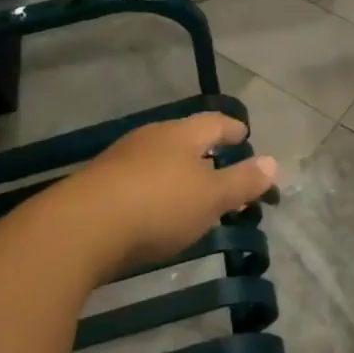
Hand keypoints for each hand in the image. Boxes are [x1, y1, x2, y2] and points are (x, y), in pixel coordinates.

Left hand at [47, 114, 277, 278]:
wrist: (80, 229)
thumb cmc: (158, 206)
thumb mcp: (211, 197)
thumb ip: (243, 181)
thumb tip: (273, 163)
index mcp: (182, 134)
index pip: (215, 122)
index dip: (233, 129)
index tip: (245, 135)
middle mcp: (151, 137)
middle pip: (185, 137)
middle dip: (205, 151)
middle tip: (221, 166)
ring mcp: (120, 159)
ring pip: (158, 158)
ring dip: (177, 171)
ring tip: (189, 191)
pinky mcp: (98, 185)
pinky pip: (136, 179)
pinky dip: (153, 189)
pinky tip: (153, 210)